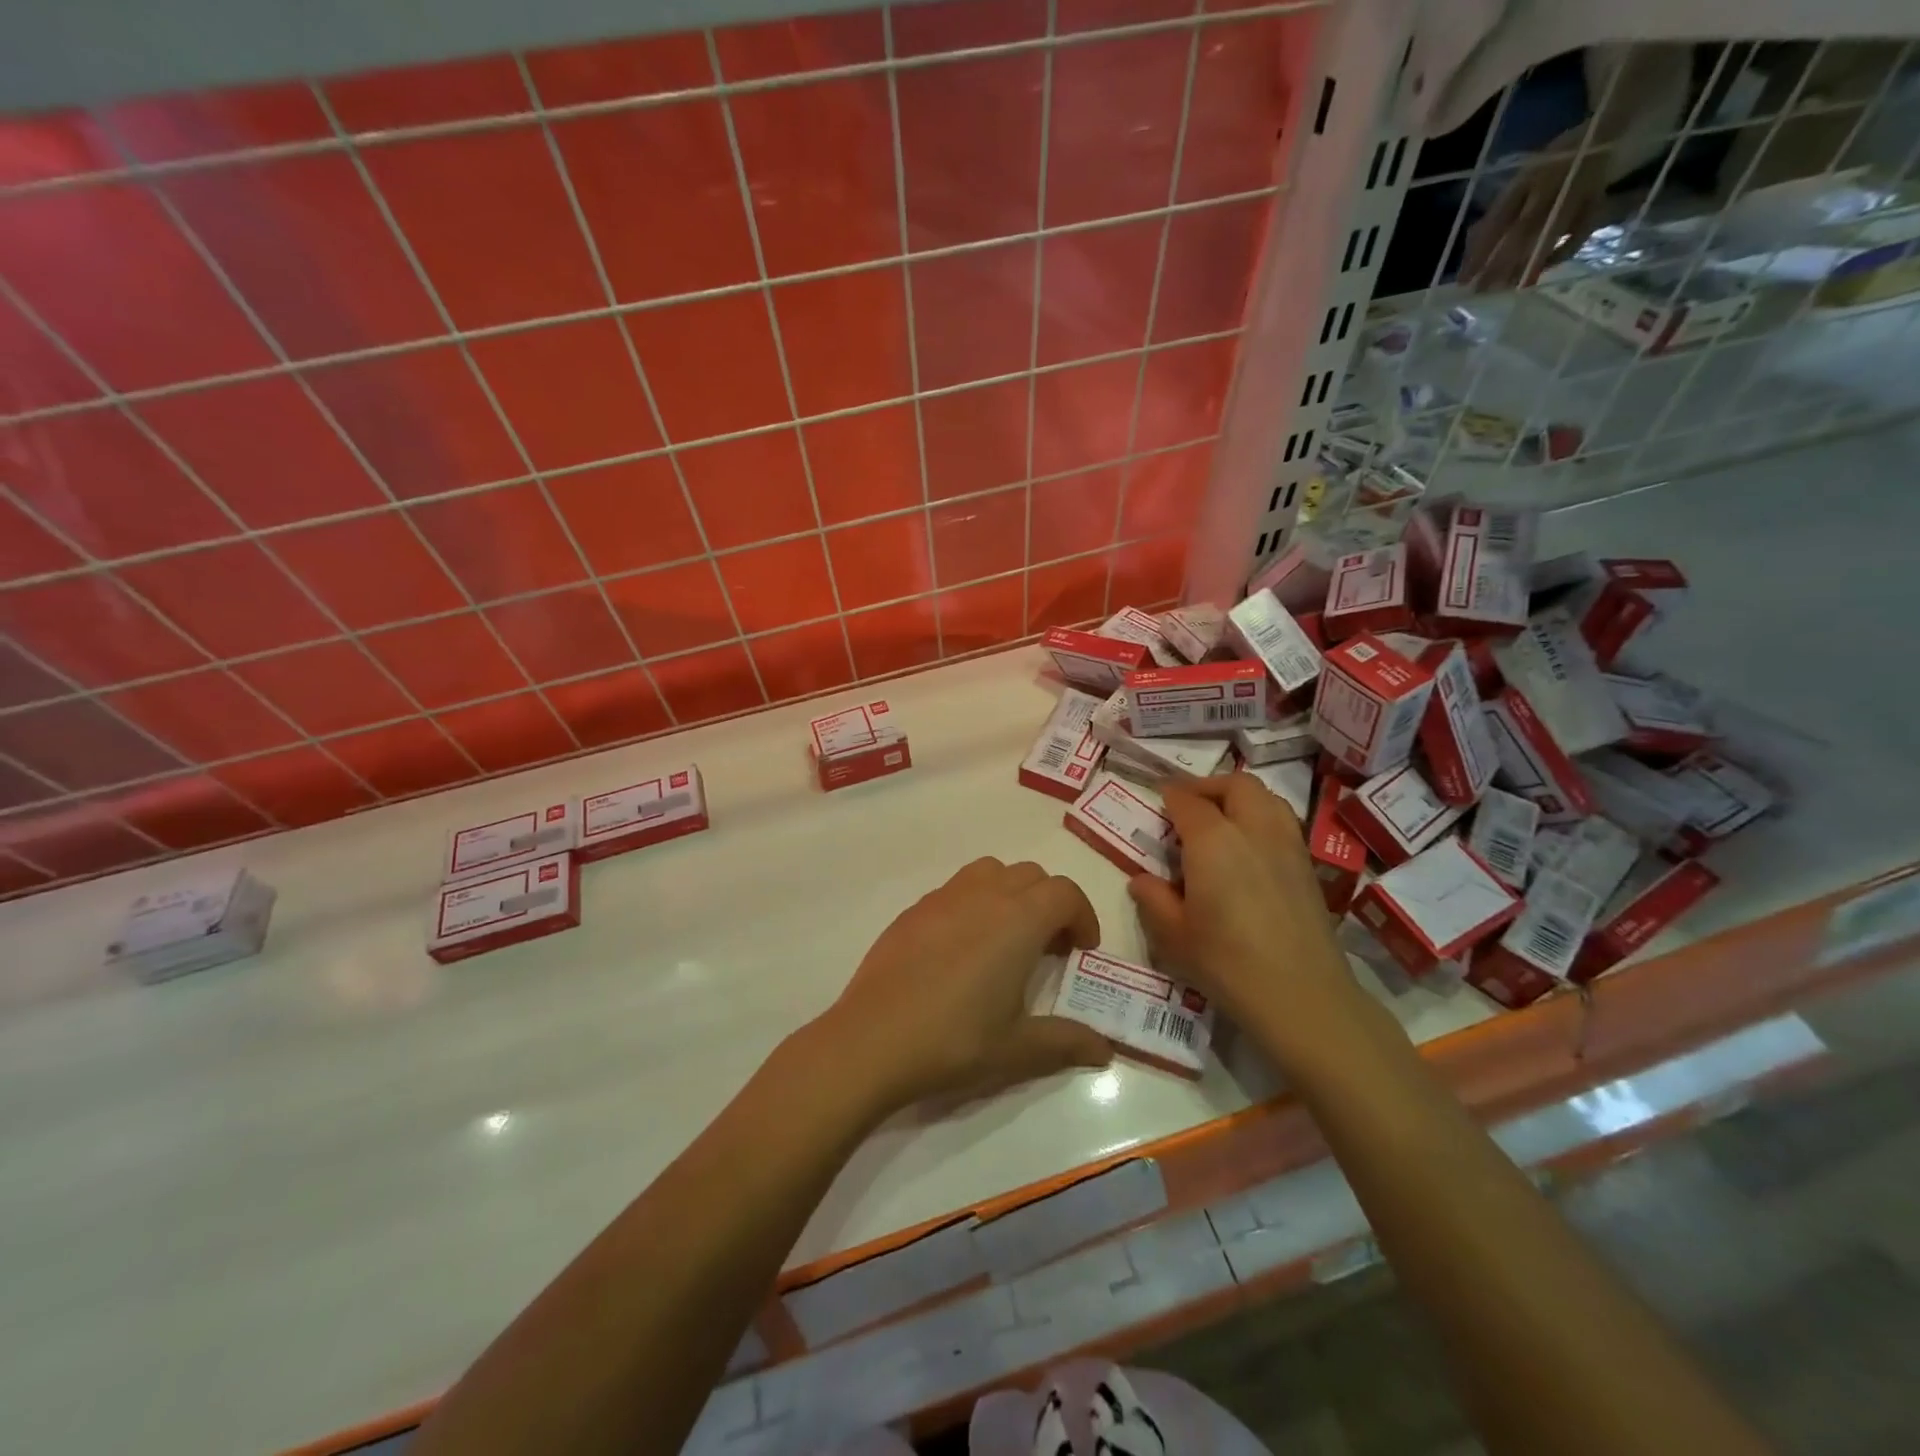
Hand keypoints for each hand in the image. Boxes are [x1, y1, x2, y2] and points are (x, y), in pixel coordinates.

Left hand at [817, 858, 1113, 1112]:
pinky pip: (956, 889)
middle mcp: (983, 895)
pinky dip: (975, 903)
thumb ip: (1067, 1042)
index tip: (1082, 950)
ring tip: (1007, 938)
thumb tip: (1105, 1049)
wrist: (872, 1040)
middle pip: (1031, 875)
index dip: (1083, 916)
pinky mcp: (913, 910)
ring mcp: (943, 898)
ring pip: (991, 872)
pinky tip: (963, 950)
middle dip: (1051, 903)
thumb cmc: (954, 1040)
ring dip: (1012, 893)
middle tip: (1050, 948)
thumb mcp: (1018, 1049)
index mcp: (1017, 920)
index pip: (1065, 893)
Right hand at [1128, 774, 1356, 1052]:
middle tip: (1188, 805)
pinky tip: (1248, 850)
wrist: (1301, 996)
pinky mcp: (1307, 867)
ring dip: (1239, 798)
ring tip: (1221, 821)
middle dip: (1208, 786)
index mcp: (1213, 840)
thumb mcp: (1173, 936)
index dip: (1170, 797)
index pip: (1187, 801)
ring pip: (1266, 797)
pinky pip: (1282, 822)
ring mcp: (1287, 845)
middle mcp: (1253, 830)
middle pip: (1235, 785)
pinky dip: (1262, 819)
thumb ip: (1153, 899)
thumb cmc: (1227, 963)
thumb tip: (1142, 879)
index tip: (1158, 801)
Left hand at [1461, 143, 1609, 290]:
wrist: (1600, 134)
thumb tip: (1469, 258)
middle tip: (1482, 291)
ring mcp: (1578, 192)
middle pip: (1523, 229)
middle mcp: (1552, 184)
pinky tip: (1537, 274)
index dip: (1479, 252)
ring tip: (1506, 288)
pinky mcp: (1598, 201)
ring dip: (1526, 265)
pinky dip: (1558, 256)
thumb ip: (1493, 218)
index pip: (1498, 220)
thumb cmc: (1546, 168)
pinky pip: (1580, 234)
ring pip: (1551, 234)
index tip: (1463, 281)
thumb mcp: (1516, 185)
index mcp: (1527, 178)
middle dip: (1500, 264)